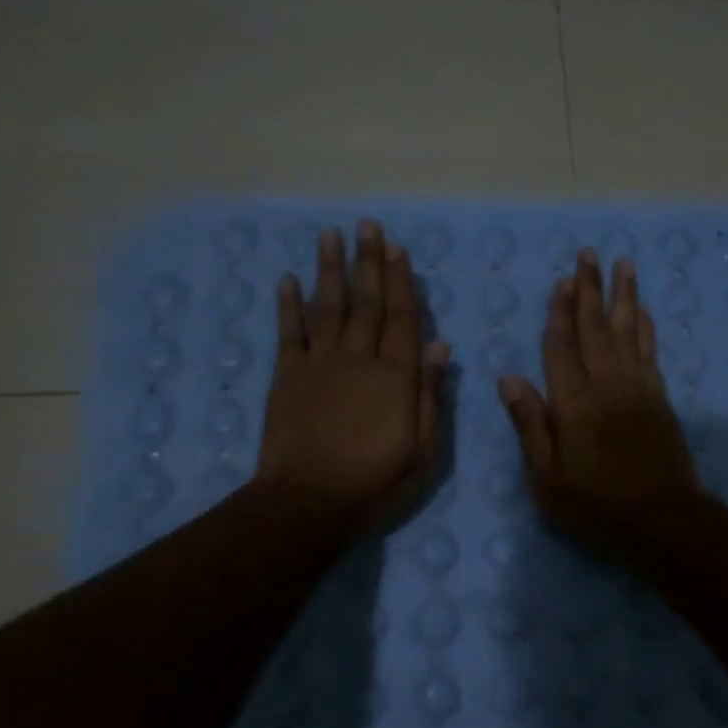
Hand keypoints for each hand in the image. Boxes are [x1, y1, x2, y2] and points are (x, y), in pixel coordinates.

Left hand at [257, 220, 449, 524]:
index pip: (403, 319)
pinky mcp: (287, 378)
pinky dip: (289, 306)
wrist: (308, 502)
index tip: (398, 248)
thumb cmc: (375, 482)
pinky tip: (288, 280)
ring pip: (328, 308)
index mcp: (395, 377)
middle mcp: (358, 360)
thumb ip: (430, 396)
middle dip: (369, 263)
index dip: (402, 282)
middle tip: (368, 226)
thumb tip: (440, 347)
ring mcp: (319, 366)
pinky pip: (289, 334)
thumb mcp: (423, 450)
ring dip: (330, 270)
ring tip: (331, 235)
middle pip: (367, 304)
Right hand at [498, 248, 701, 541]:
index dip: (559, 312)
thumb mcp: (547, 477)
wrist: (661, 520)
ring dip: (623, 296)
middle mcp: (606, 384)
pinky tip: (644, 311)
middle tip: (589, 253)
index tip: (562, 281)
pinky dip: (646, 328)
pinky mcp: (659, 398)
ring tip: (623, 265)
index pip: (561, 346)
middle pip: (596, 327)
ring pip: (628, 331)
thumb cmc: (596, 505)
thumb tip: (509, 378)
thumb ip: (530, 424)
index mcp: (573, 402)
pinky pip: (651, 352)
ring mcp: (638, 388)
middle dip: (590, 289)